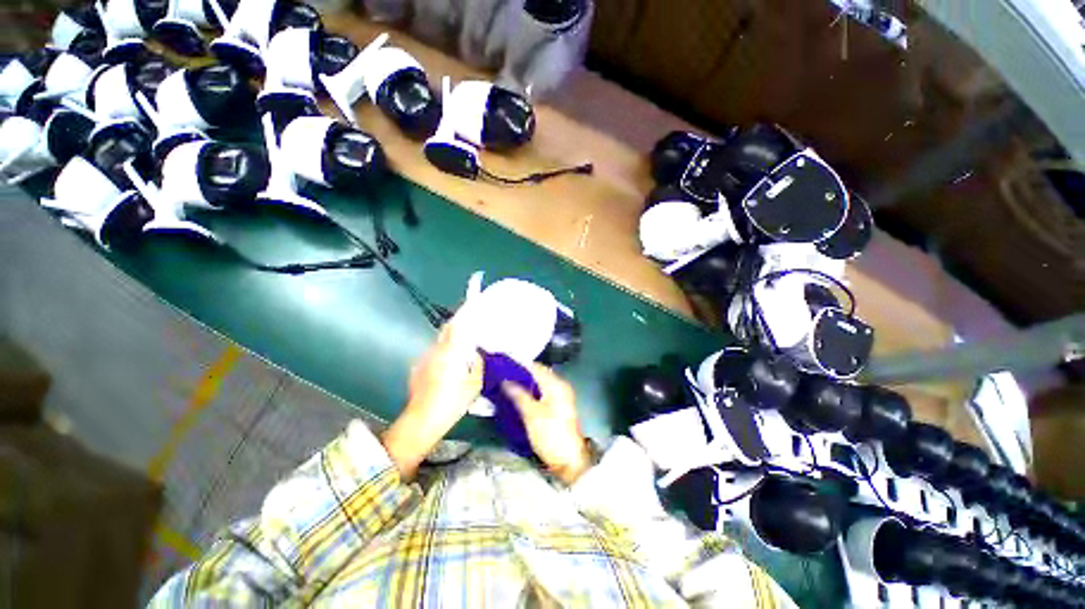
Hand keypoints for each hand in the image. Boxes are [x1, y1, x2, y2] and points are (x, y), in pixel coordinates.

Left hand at [382, 320, 482, 479]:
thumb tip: (475, 352)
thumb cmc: (453, 402)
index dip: (465, 315)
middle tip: (471, 332)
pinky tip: (447, 370)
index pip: (457, 325)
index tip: (474, 308)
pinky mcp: (418, 367)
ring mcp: (425, 358)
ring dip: (450, 343)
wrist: (422, 420)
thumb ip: (477, 363)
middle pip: (447, 330)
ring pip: (440, 343)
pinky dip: (442, 356)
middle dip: (458, 327)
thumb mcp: (475, 383)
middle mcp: (436, 350)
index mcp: (452, 351)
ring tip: (461, 354)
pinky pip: (434, 355)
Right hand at [502, 364, 591, 484]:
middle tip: (503, 372)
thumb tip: (505, 380)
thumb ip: (518, 395)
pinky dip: (531, 390)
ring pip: (540, 383)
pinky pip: (542, 391)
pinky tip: (519, 394)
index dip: (520, 363)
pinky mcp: (558, 406)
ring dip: (525, 381)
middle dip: (521, 372)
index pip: (536, 367)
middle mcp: (560, 386)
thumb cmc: (550, 434)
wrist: (568, 460)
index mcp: (556, 384)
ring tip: (507, 381)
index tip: (504, 361)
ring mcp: (561, 396)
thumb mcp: (531, 414)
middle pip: (539, 373)